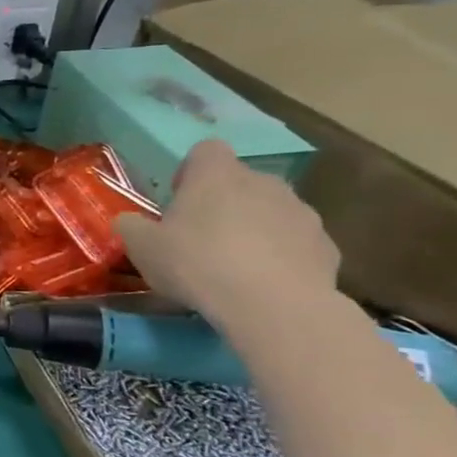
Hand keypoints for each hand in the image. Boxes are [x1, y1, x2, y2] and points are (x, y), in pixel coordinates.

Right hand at [114, 140, 340, 325]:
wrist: (274, 306)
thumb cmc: (197, 263)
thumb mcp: (141, 247)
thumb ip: (131, 227)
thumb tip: (129, 221)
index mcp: (217, 175)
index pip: (206, 150)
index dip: (190, 171)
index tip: (179, 200)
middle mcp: (264, 183)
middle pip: (240, 182)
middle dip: (223, 203)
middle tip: (201, 238)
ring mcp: (301, 213)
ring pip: (271, 211)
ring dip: (254, 228)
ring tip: (235, 266)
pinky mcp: (326, 246)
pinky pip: (296, 243)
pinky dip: (282, 256)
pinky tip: (265, 284)